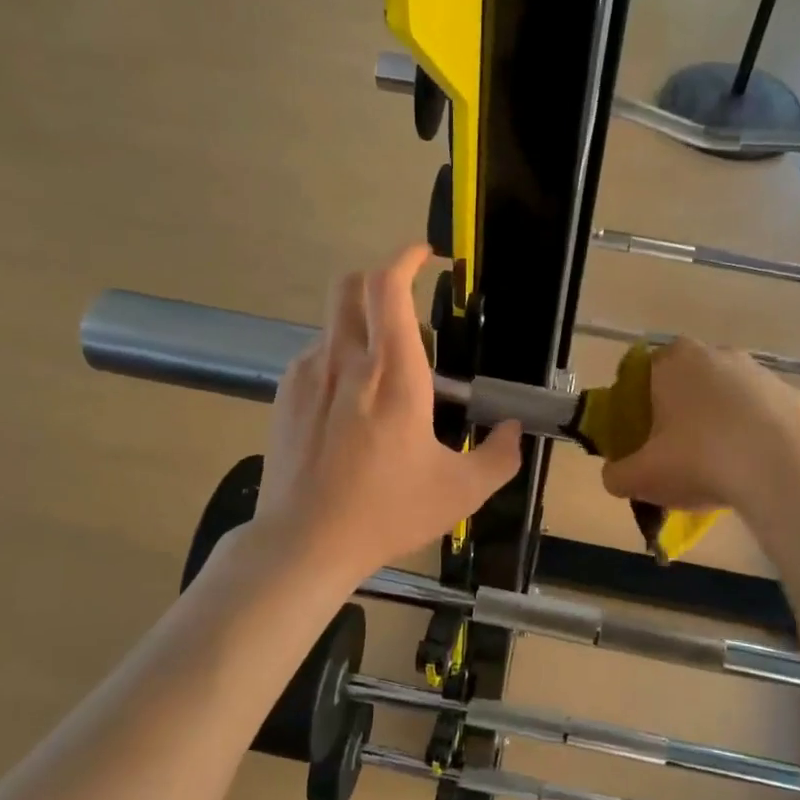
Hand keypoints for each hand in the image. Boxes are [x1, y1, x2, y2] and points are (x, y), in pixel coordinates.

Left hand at [254, 244, 521, 583]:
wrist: (303, 543)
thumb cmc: (386, 512)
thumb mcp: (460, 491)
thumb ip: (499, 456)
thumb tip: (513, 431)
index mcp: (394, 375)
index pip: (388, 287)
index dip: (406, 258)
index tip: (426, 256)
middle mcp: (347, 361)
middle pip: (350, 285)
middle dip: (380, 279)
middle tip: (408, 309)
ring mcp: (309, 375)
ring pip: (334, 321)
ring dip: (363, 326)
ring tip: (385, 375)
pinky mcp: (286, 395)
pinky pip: (317, 354)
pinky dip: (340, 357)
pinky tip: (352, 403)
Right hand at [599, 338, 799, 516]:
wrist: (782, 474)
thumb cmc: (700, 462)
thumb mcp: (641, 477)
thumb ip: (617, 474)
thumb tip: (616, 475)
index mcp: (675, 363)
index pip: (647, 371)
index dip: (641, 402)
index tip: (644, 435)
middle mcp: (719, 355)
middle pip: (691, 381)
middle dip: (684, 410)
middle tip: (679, 452)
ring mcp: (763, 374)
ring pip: (732, 396)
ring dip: (724, 422)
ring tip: (722, 467)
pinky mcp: (797, 398)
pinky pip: (767, 417)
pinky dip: (760, 437)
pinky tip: (757, 469)